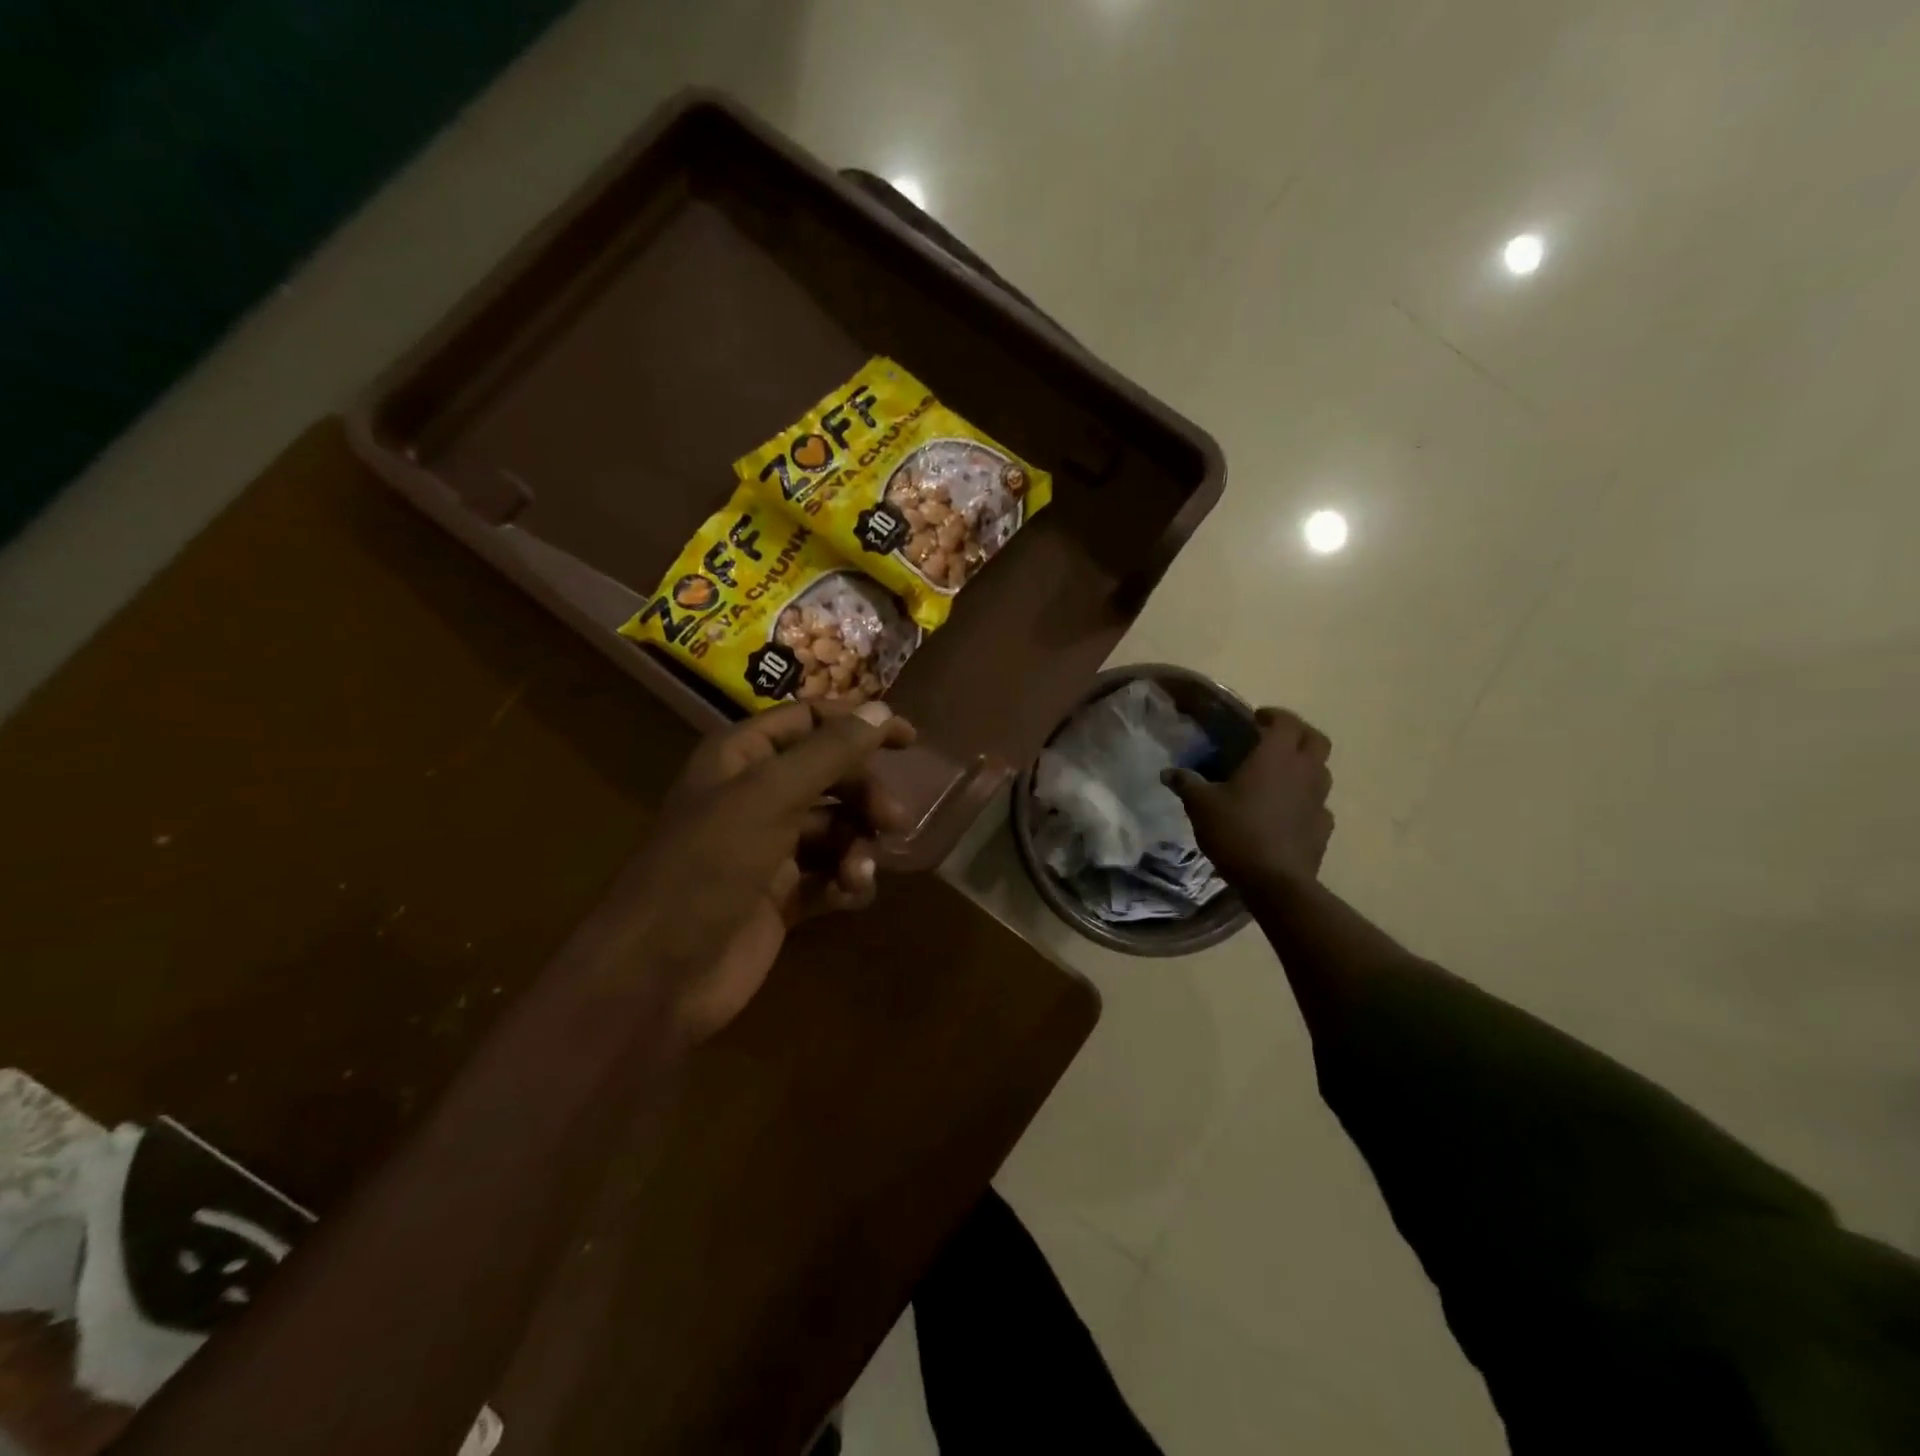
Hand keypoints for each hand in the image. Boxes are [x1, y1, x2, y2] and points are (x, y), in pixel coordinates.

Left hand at [599, 700, 914, 1043]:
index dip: (858, 724)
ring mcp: (768, 849)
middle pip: (830, 777)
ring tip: (858, 872)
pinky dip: (845, 881)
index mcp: (741, 758)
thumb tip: (881, 709)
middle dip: (864, 796)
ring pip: (835, 828)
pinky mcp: (780, 897)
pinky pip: (829, 874)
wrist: (660, 973)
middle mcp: (755, 796)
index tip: (909, 740)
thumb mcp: (771, 796)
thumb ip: (829, 752)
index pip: (808, 721)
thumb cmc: (710, 866)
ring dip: (857, 845)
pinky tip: (849, 894)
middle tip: (894, 821)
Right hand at [1163, 707, 1333, 885]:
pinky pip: (1318, 803)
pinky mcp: (1324, 827)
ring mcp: (1320, 800)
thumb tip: (1168, 773)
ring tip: (1279, 777)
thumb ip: (1186, 784)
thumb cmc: (1237, 832)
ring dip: (1304, 766)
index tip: (1256, 719)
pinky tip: (1286, 813)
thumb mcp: (1201, 806)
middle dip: (1297, 734)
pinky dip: (1305, 800)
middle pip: (1316, 739)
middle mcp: (1305, 771)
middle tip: (1273, 741)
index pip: (1286, 721)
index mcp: (1276, 756)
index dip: (1273, 715)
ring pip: (1321, 770)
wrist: (1274, 882)